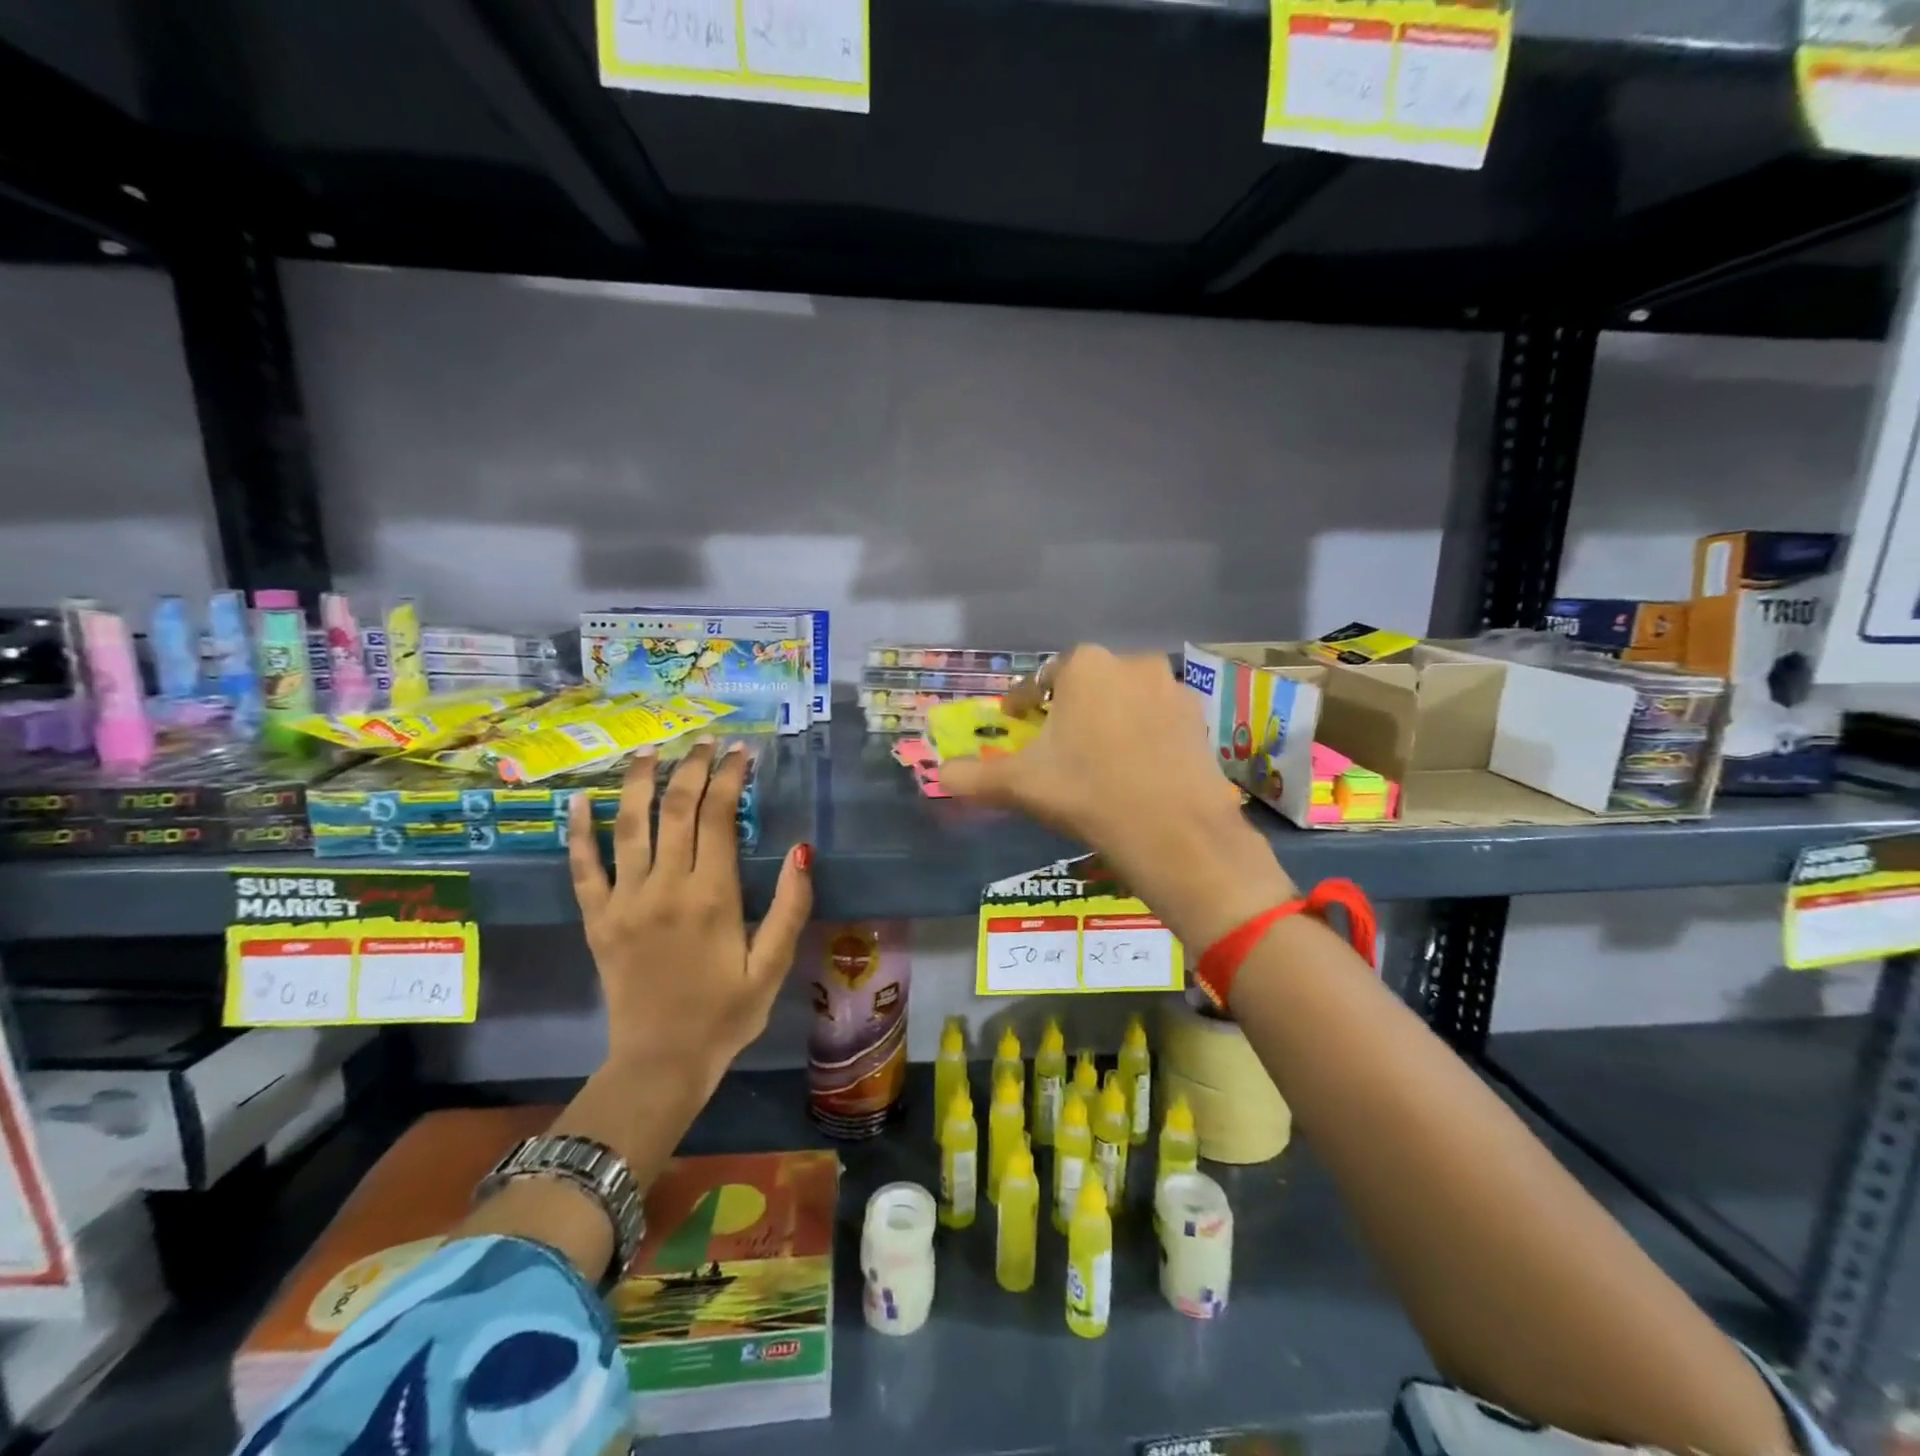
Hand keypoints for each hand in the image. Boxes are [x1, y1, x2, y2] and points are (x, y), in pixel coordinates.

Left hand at [567, 740, 812, 1085]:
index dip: (729, 777)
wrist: (661, 1063)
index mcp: (712, 896)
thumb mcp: (773, 966)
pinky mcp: (597, 919)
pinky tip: (580, 799)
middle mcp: (665, 887)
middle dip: (692, 768)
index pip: (718, 817)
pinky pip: (582, 868)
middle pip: (676, 810)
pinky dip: (578, 832)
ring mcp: (624, 901)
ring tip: (651, 750)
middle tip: (705, 741)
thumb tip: (802, 849)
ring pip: (629, 826)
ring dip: (640, 783)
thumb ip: (790, 907)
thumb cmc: (726, 1014)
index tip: (740, 752)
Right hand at [939, 646, 1294, 945]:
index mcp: (1084, 667)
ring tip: (1099, 756)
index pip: (1040, 680)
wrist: (1173, 830)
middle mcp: (1130, 663)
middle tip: (1057, 742)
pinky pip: (1158, 719)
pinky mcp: (1199, 718)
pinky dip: (1144, 734)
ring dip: (1109, 718)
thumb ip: (973, 777)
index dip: (1022, 702)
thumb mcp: (1020, 785)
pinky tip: (1138, 766)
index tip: (1013, 719)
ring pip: (1126, 699)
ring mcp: (1171, 688)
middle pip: (1087, 685)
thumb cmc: (1086, 792)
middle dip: (1069, 708)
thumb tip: (939, 775)